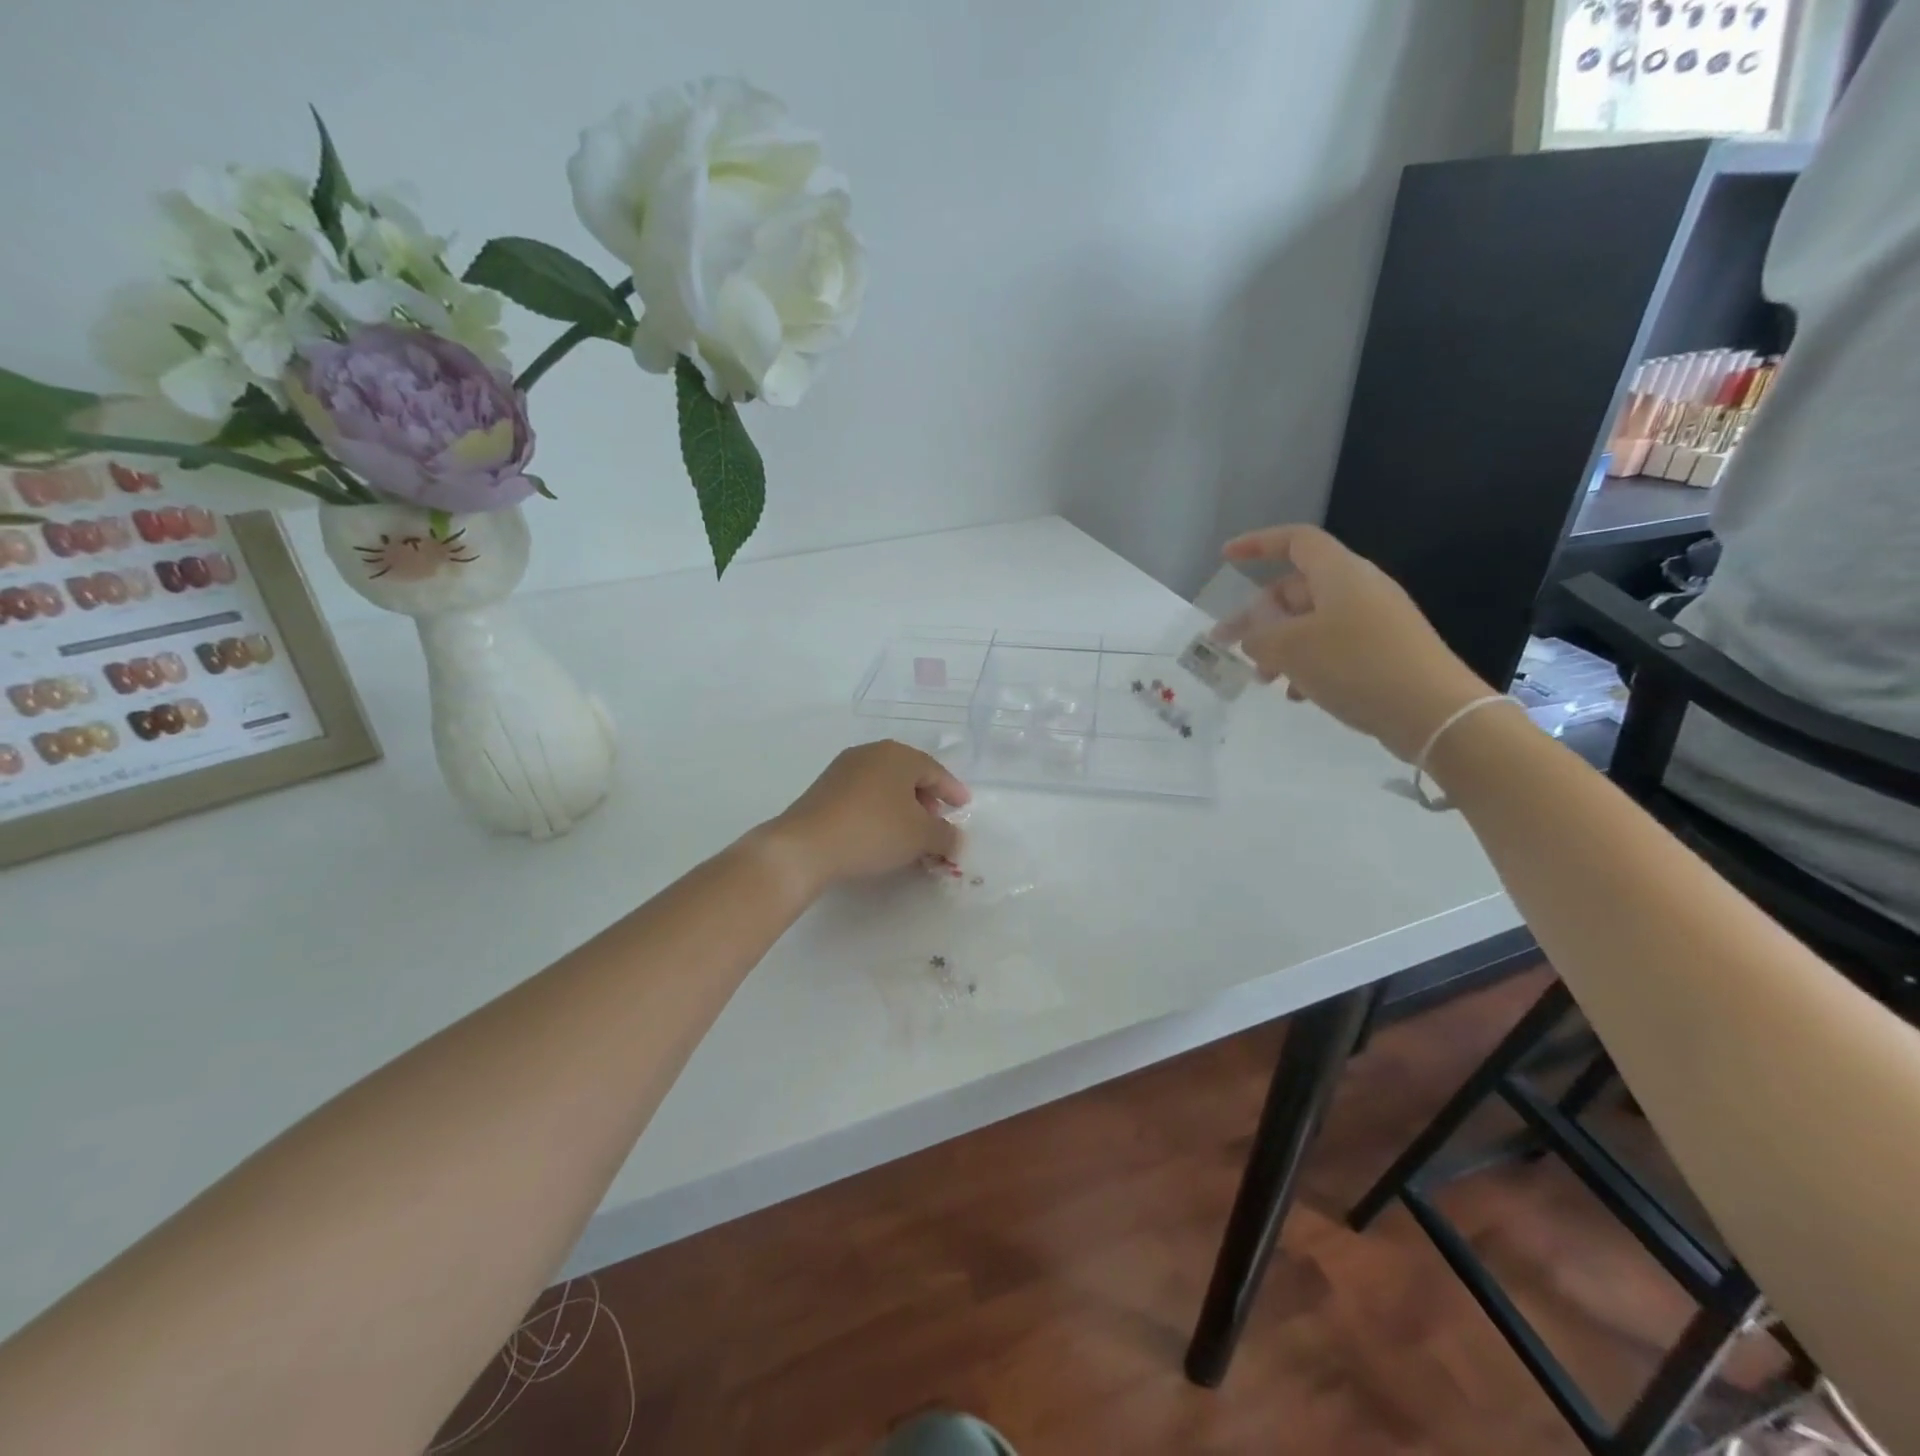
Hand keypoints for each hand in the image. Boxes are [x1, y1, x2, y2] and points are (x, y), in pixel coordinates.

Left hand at [759, 741, 970, 891]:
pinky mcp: (824, 790)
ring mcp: (843, 770)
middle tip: (937, 823)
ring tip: (910, 834)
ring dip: (902, 808)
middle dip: (927, 800)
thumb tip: (956, 839)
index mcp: (898, 755)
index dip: (952, 790)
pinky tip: (881, 834)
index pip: (935, 770)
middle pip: (909, 775)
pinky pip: (864, 796)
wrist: (806, 846)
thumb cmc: (873, 831)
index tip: (963, 806)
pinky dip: (880, 811)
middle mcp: (870, 753)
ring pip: (885, 786)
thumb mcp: (921, 836)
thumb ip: (945, 836)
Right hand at [1218, 524, 1492, 761]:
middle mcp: (1358, 589)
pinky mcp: (1383, 651)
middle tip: (1228, 646)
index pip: (1295, 541)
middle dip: (1258, 617)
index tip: (1226, 558)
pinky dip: (1307, 665)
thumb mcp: (1291, 648)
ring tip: (1263, 679)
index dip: (1258, 544)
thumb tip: (1253, 634)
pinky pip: (1332, 647)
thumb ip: (1259, 635)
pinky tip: (1298, 695)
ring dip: (1279, 647)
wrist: (1433, 712)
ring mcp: (1374, 621)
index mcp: (1339, 573)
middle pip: (1296, 589)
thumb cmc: (1356, 665)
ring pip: (1310, 623)